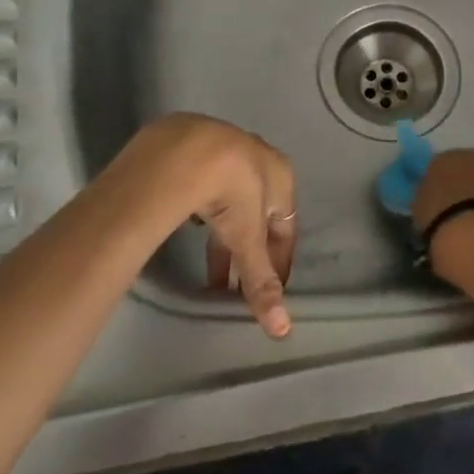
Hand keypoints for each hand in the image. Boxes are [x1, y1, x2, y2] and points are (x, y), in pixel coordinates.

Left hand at [107, 114, 297, 336]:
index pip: (286, 228)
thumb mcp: (247, 238)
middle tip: (232, 286)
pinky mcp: (195, 143)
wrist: (187, 148)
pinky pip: (206, 181)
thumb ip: (260, 280)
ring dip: (224, 231)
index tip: (266, 289)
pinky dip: (203, 205)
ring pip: (231, 197)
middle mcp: (260, 157)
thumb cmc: (232, 192)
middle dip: (247, 252)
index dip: (277, 262)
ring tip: (208, 262)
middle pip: (258, 214)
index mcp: (282, 177)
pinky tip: (190, 219)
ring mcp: (227, 146)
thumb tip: (282, 330)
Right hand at [410, 149, 473, 281]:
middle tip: (471, 212)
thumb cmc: (440, 221)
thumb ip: (429, 202)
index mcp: (441, 160)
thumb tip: (435, 203)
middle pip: (473, 168)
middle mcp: (471, 155)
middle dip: (473, 186)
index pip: (442, 168)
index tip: (447, 205)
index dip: (446, 187)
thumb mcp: (421, 213)